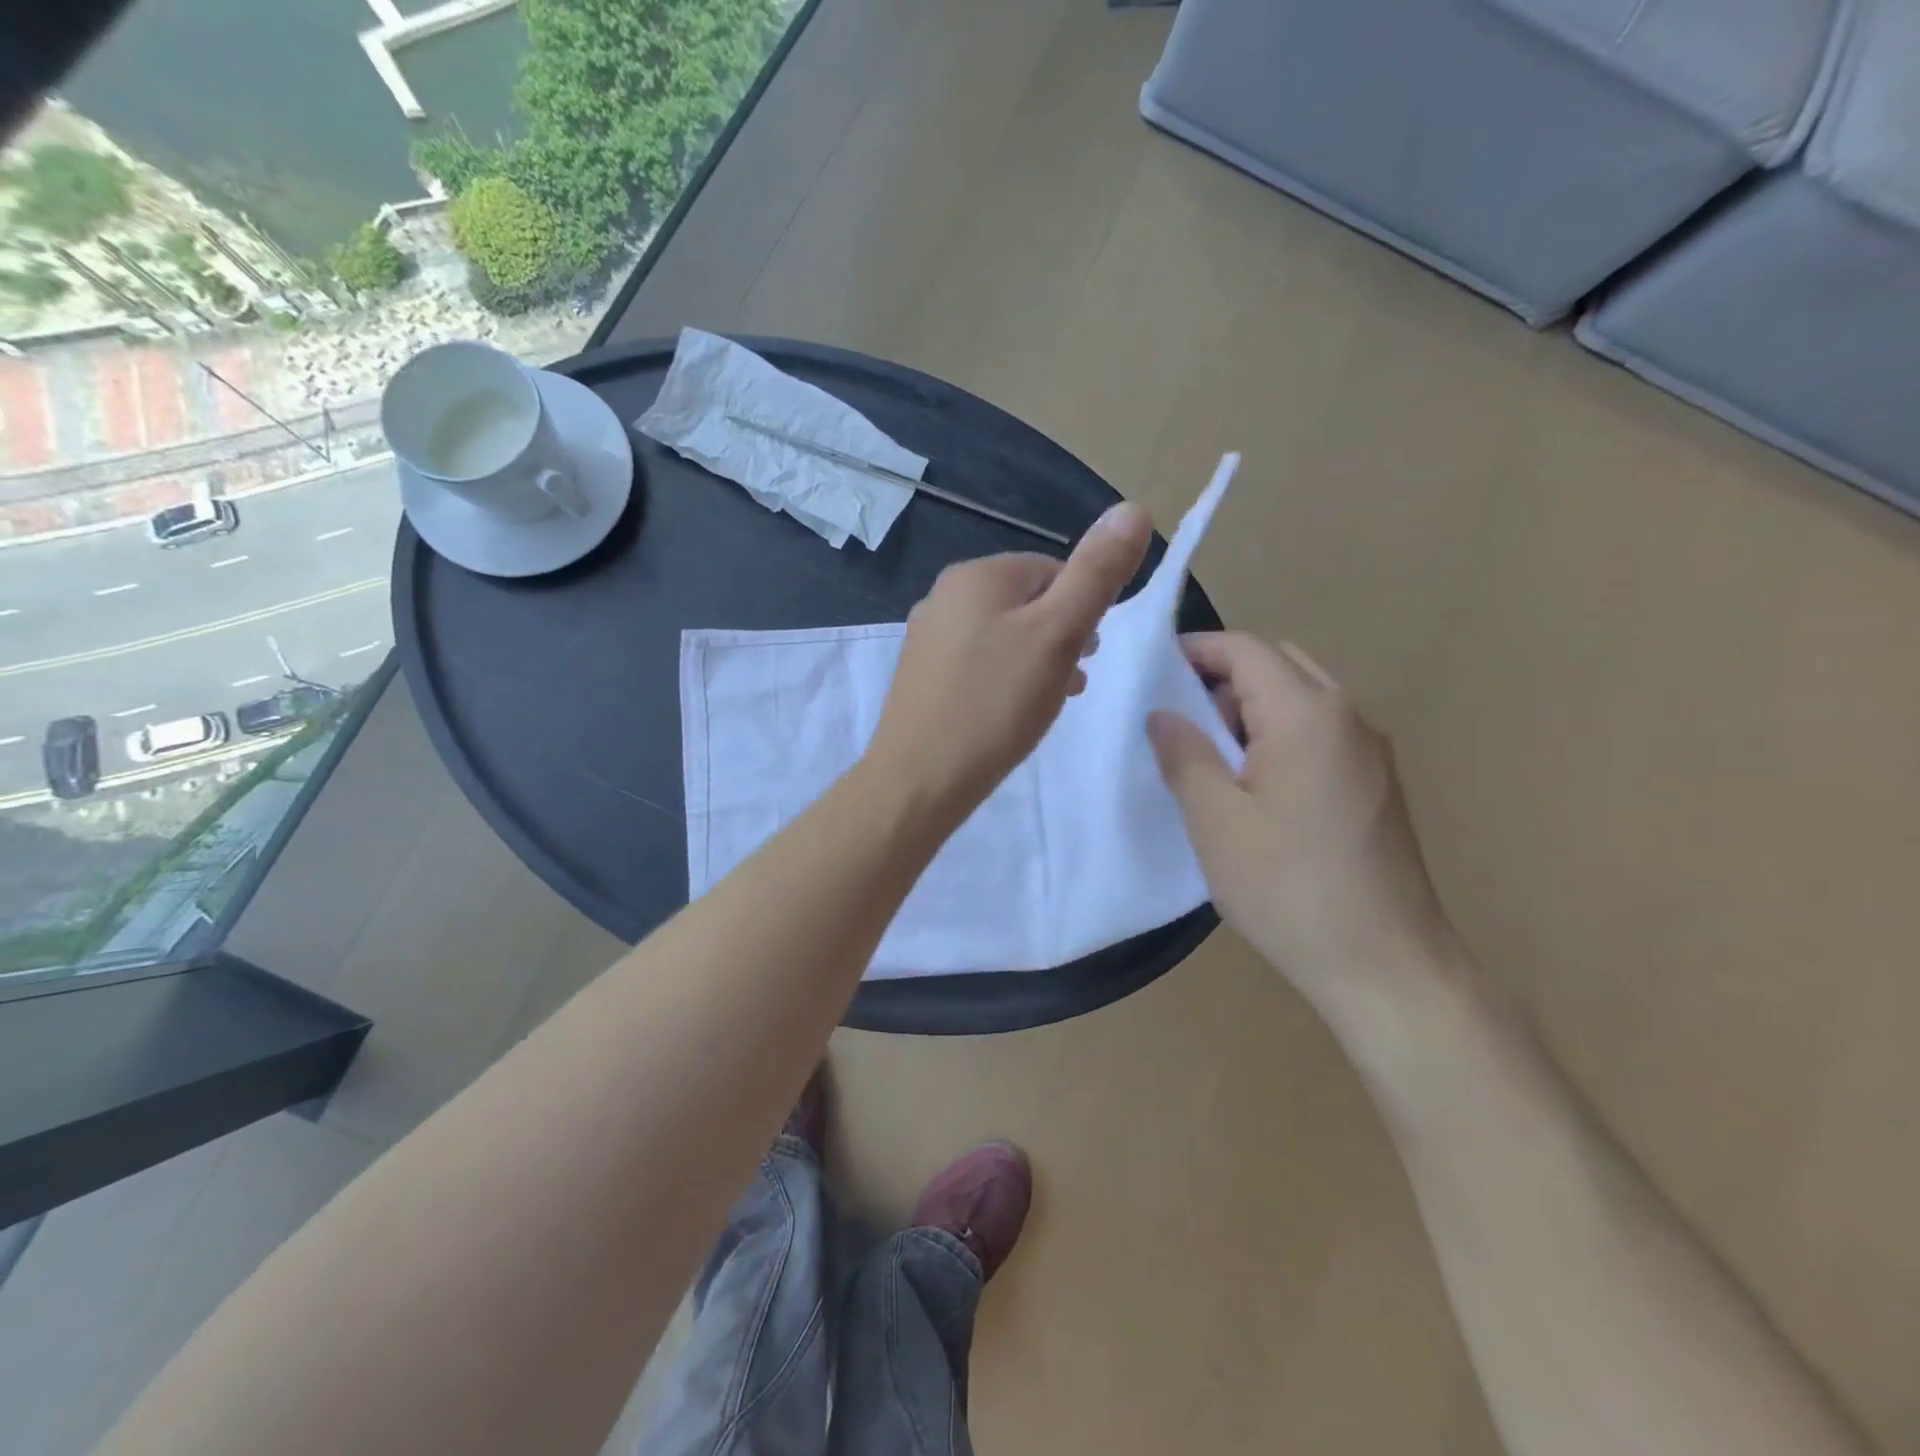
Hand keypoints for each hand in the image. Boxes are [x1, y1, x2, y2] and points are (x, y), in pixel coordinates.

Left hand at [866, 502, 1152, 820]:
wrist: (920, 778)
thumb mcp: (1059, 634)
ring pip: (1002, 634)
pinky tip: (1012, 712)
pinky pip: (978, 662)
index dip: (1082, 609)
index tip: (1091, 653)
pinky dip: (1004, 678)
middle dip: (1060, 635)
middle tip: (1074, 680)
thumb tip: (1132, 508)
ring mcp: (927, 636)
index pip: (1052, 570)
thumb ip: (1096, 574)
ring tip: (1049, 700)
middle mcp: (943, 595)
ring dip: (1036, 659)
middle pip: (1026, 602)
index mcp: (977, 575)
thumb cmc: (996, 703)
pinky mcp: (921, 675)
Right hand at [1147, 632, 1456, 1022]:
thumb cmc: (1289, 888)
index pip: (1246, 649)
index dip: (1196, 650)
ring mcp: (1370, 752)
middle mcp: (1348, 718)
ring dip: (1253, 710)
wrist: (1386, 966)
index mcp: (1307, 715)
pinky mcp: (1376, 785)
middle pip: (1279, 665)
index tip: (1151, 673)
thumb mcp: (1216, 821)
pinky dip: (1280, 736)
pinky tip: (1256, 788)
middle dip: (1224, 678)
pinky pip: (1320, 734)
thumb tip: (1163, 714)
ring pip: (1302, 699)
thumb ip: (1185, 755)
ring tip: (1212, 760)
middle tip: (1181, 722)